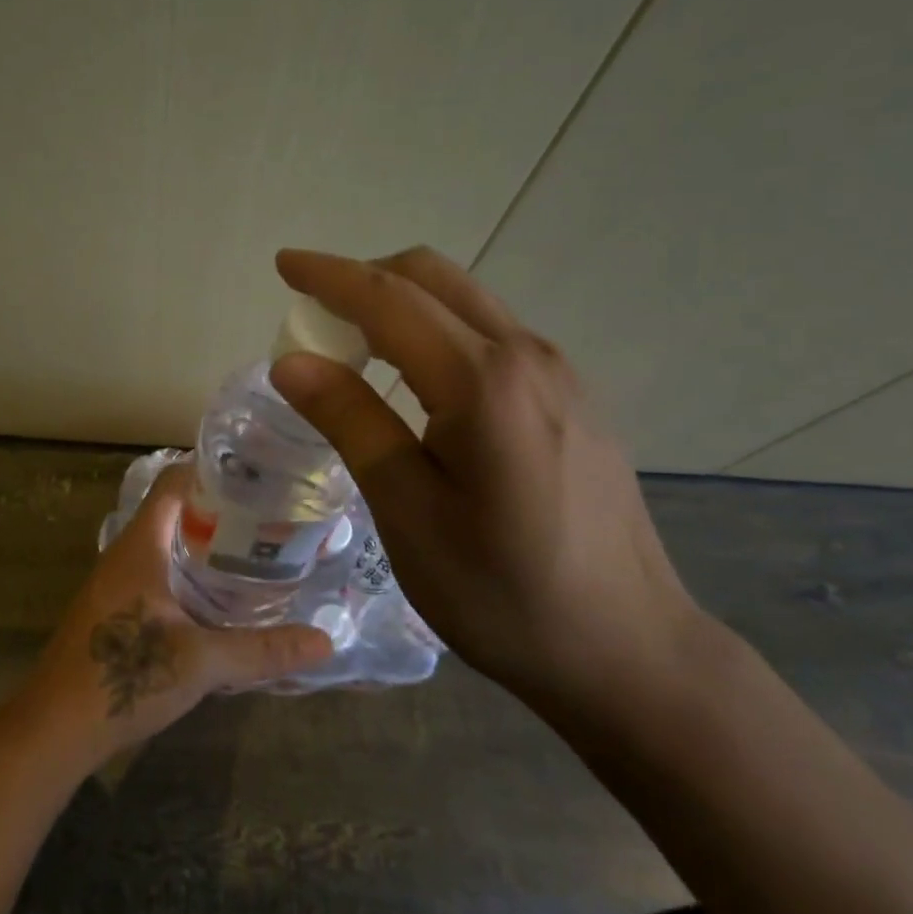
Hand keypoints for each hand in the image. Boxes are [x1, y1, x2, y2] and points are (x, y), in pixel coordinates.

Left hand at [19, 463, 334, 764]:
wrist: (56, 727)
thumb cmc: (125, 675)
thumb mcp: (202, 661)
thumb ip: (263, 649)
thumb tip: (325, 642)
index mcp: (141, 545)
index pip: (173, 483)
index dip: (210, 472)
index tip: (256, 477)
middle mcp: (125, 554)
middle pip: (173, 512)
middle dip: (219, 512)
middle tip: (269, 518)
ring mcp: (116, 584)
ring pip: (165, 546)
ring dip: (203, 545)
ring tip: (254, 552)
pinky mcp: (115, 611)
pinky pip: (157, 574)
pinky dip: (189, 574)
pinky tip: (218, 598)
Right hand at [268, 247, 703, 714]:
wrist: (628, 650)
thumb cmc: (502, 593)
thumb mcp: (409, 512)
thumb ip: (352, 423)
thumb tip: (292, 362)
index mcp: (483, 381)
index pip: (389, 299)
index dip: (330, 275)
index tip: (284, 263)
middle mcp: (528, 356)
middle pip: (434, 279)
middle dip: (366, 277)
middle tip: (313, 310)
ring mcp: (560, 374)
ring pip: (467, 302)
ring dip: (403, 302)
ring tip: (355, 343)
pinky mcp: (573, 398)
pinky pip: (492, 335)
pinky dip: (439, 330)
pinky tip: (420, 380)